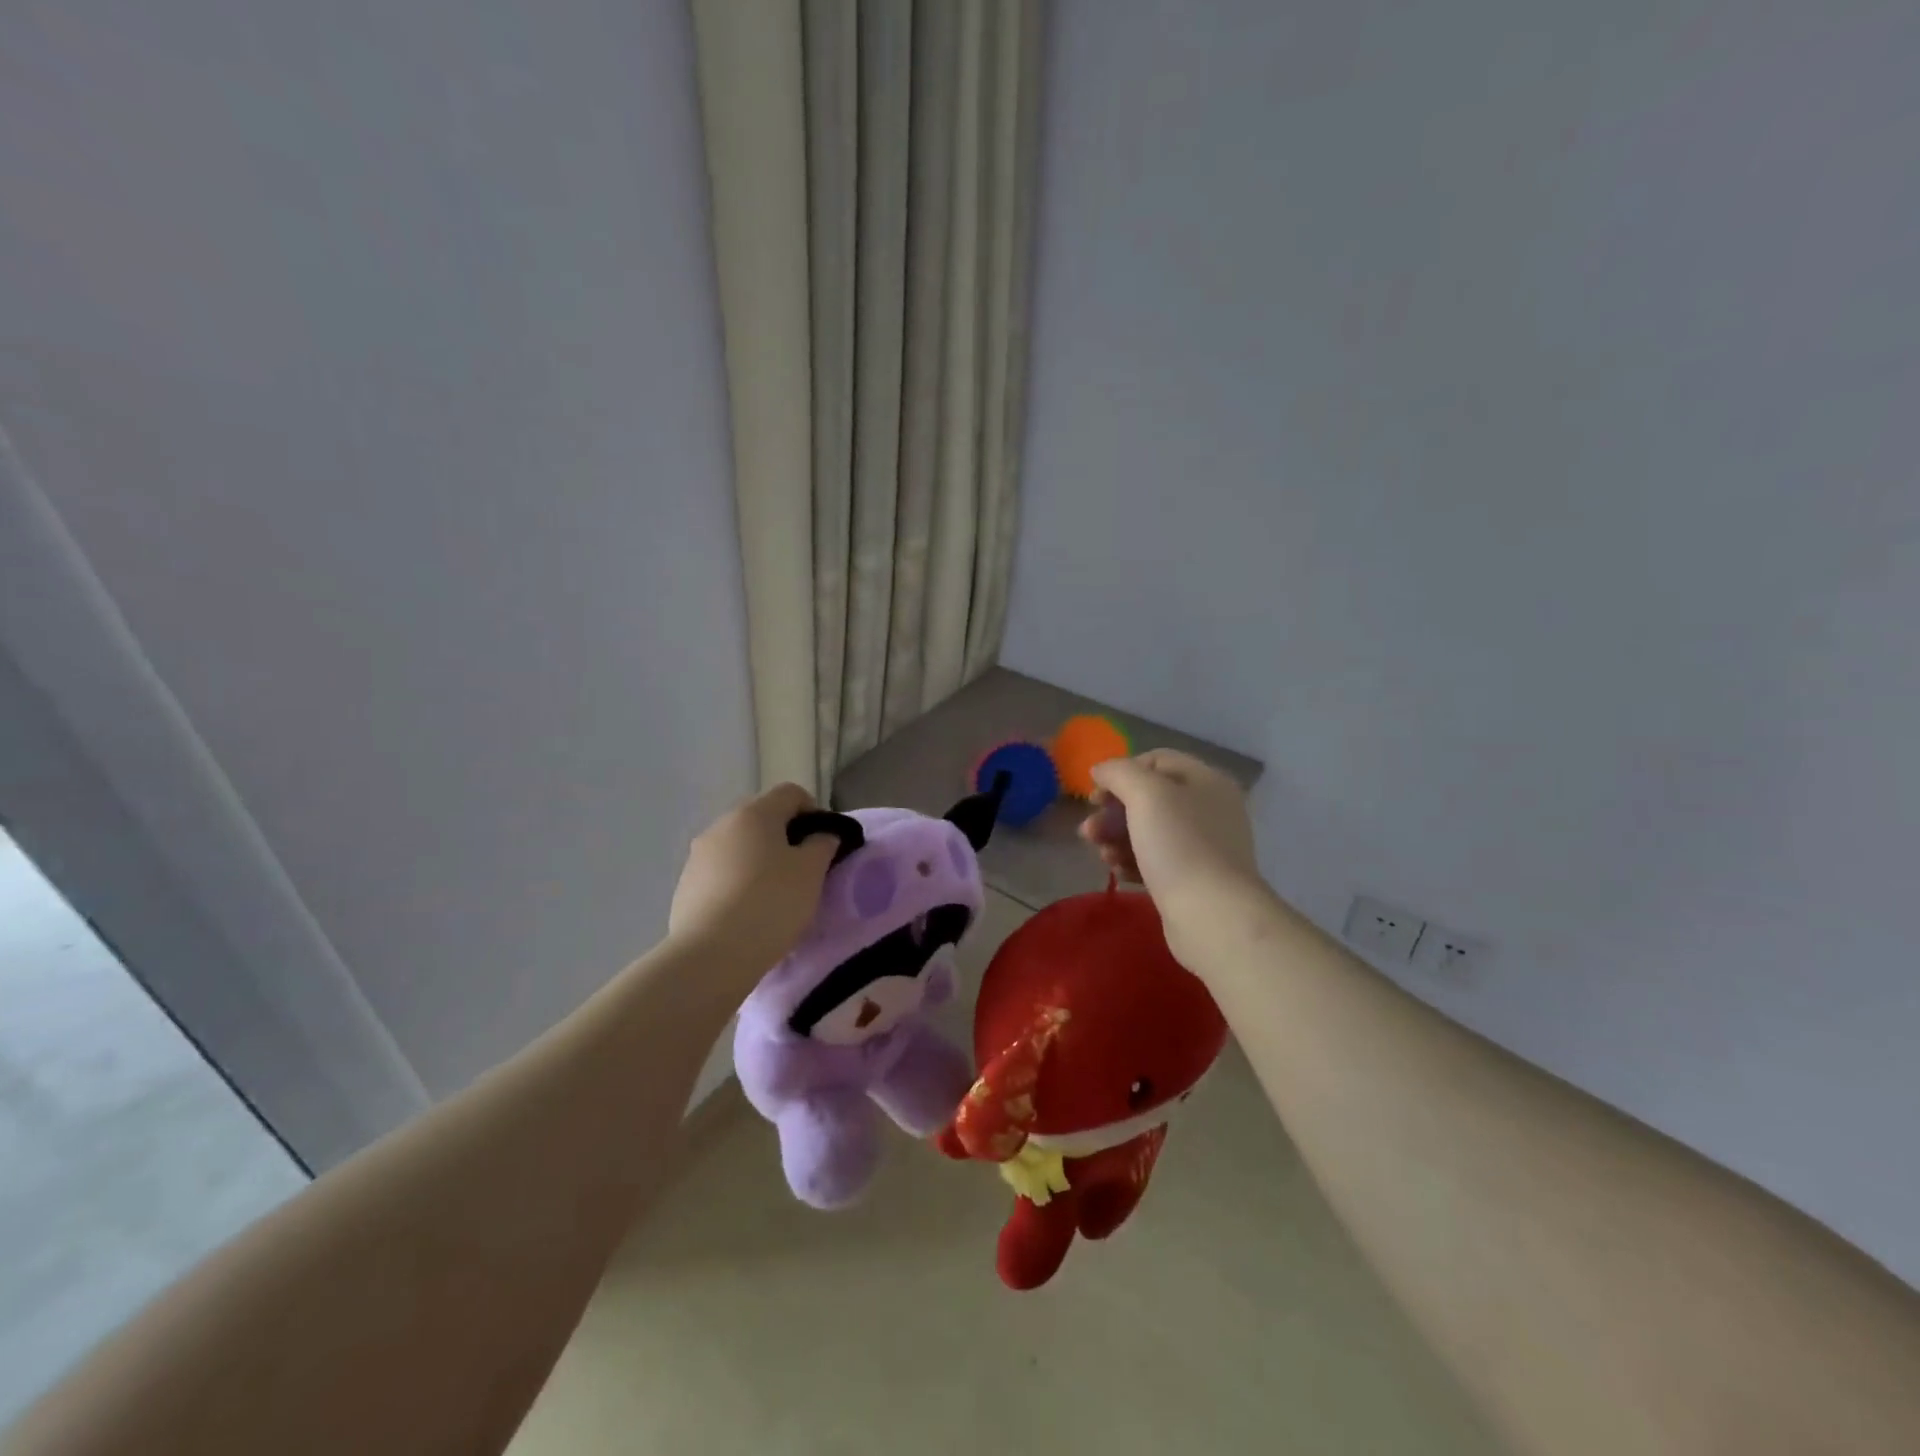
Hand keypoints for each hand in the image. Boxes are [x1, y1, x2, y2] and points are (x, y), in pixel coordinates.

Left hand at [669, 783, 838, 974]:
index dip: (814, 812)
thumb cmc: (770, 904)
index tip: (824, 844)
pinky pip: (721, 874)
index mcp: (754, 813)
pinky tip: (748, 914)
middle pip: (762, 818)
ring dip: (759, 862)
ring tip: (775, 897)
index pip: (791, 793)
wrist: (710, 956)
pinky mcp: (685, 886)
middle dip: (786, 838)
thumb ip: (823, 843)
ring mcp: (698, 856)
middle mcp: (721, 825)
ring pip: (739, 847)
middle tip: (803, 872)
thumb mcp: (812, 872)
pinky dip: (738, 884)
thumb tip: (821, 835)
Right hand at [1078, 750, 1265, 964]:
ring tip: (1103, 856)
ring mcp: (1204, 846)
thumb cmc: (1179, 845)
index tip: (1095, 796)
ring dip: (1118, 839)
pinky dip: (1134, 862)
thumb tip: (1102, 770)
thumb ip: (1119, 773)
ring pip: (1150, 831)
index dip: (1121, 772)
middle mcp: (1210, 809)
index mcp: (1206, 781)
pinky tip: (1119, 873)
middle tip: (1089, 832)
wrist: (1212, 916)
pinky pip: (1157, 860)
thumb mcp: (1145, 794)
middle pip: (1150, 798)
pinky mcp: (1195, 879)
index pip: (1156, 760)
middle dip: (1113, 812)